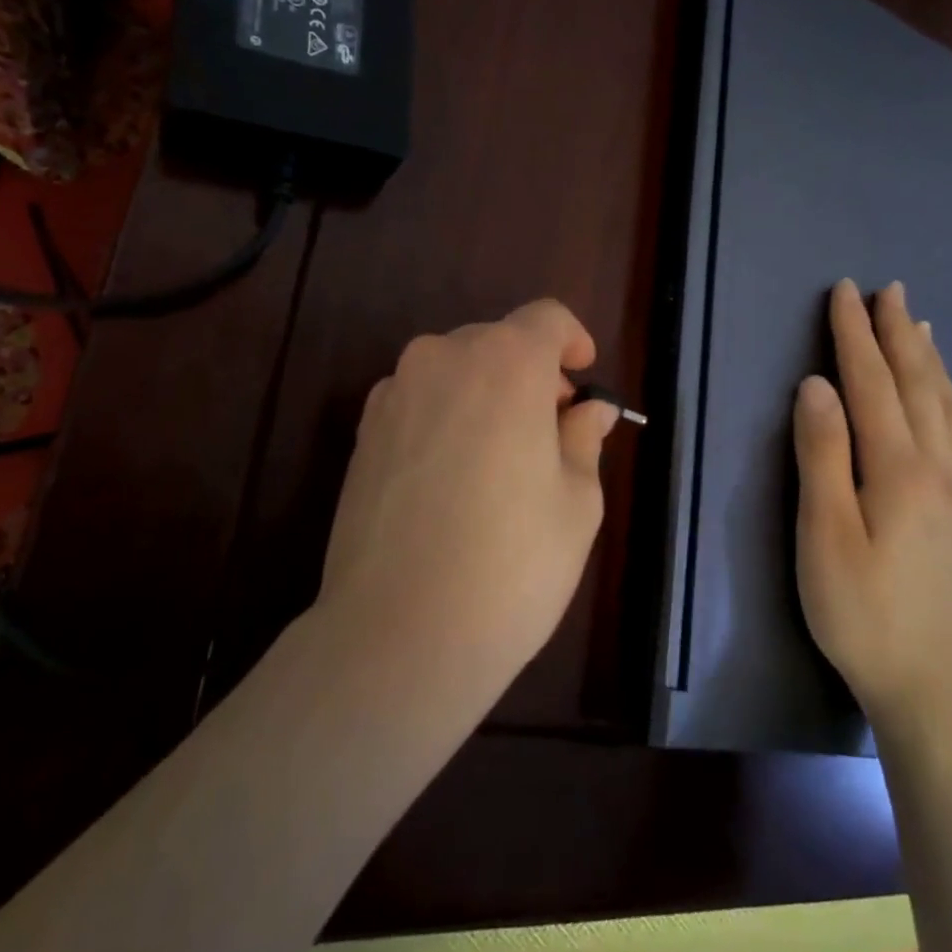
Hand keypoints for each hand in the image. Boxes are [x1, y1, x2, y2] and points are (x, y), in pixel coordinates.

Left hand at [316, 299, 620, 700]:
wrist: (399, 633)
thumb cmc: (511, 565)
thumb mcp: (575, 502)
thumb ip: (583, 439)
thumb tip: (588, 412)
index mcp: (506, 363)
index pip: (546, 319)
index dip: (573, 341)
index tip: (582, 379)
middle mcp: (442, 359)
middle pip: (497, 342)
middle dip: (531, 373)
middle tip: (551, 432)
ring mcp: (393, 394)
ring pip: (454, 371)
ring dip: (485, 395)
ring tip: (501, 460)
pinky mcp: (362, 433)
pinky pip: (418, 402)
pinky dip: (446, 417)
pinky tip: (453, 479)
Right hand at [793, 279, 951, 743]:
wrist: (926, 687)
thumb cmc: (858, 608)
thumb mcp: (823, 531)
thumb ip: (822, 454)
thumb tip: (817, 386)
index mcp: (898, 468)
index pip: (873, 384)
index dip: (856, 336)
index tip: (845, 291)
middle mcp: (940, 474)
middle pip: (920, 390)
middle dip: (902, 337)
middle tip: (892, 292)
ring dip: (937, 372)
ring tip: (928, 335)